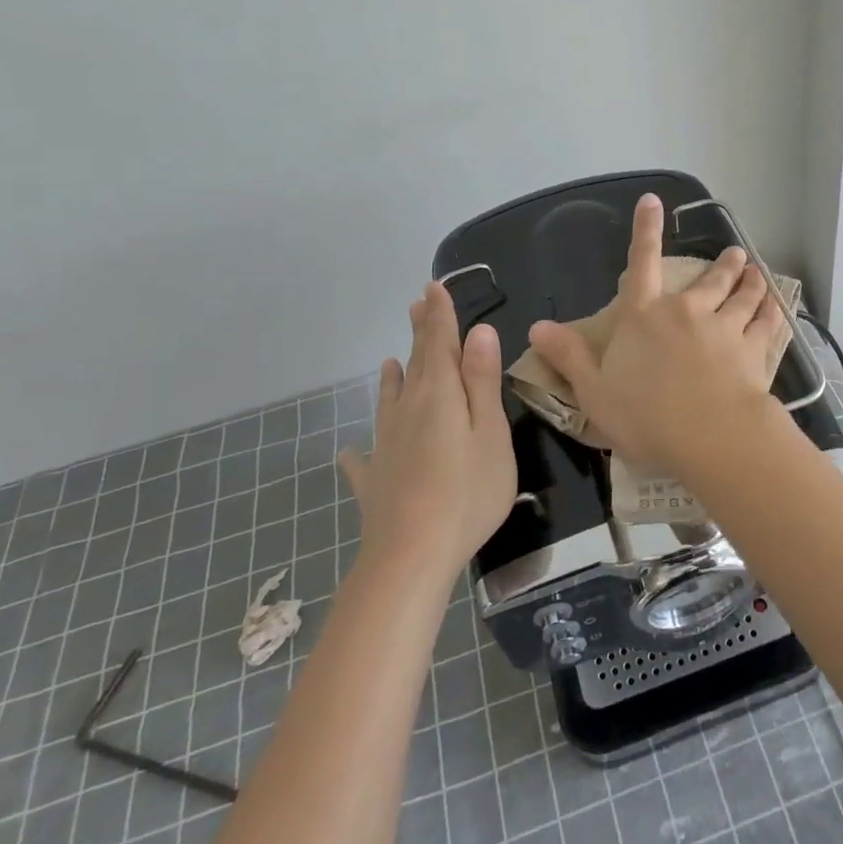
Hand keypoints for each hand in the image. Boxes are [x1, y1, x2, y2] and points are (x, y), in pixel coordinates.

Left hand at [339, 282, 516, 582]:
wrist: (410, 556)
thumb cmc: (466, 492)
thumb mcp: (490, 432)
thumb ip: (482, 382)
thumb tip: (479, 331)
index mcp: (439, 394)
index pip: (439, 342)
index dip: (440, 314)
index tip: (434, 286)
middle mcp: (408, 410)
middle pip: (415, 363)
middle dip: (419, 332)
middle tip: (417, 304)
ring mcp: (387, 444)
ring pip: (390, 400)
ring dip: (393, 377)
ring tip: (388, 361)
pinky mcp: (375, 479)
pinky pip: (367, 456)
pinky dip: (361, 449)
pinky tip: (352, 451)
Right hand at [527, 193, 786, 476]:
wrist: (709, 436)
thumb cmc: (645, 416)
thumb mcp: (594, 391)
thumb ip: (569, 356)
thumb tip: (536, 327)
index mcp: (644, 316)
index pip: (640, 263)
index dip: (645, 230)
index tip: (653, 201)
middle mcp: (686, 311)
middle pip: (708, 279)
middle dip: (722, 264)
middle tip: (735, 253)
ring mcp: (724, 327)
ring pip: (742, 295)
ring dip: (750, 281)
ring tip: (758, 271)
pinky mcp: (754, 348)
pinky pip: (766, 322)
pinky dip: (772, 310)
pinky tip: (779, 305)